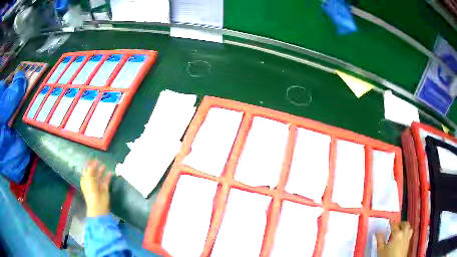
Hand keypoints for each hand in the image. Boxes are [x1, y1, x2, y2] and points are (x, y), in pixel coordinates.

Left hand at [80, 159, 112, 216]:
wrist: (98, 205)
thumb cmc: (91, 191)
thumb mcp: (88, 179)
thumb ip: (91, 170)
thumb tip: (93, 163)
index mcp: (85, 180)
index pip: (86, 170)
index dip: (88, 164)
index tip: (92, 158)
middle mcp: (91, 182)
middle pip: (93, 172)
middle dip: (95, 166)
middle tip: (99, 160)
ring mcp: (98, 185)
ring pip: (100, 176)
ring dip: (101, 170)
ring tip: (104, 165)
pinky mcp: (105, 188)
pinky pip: (106, 180)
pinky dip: (108, 176)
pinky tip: (110, 172)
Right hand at [377, 221, 412, 256]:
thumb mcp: (381, 249)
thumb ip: (380, 240)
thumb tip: (378, 232)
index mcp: (397, 234)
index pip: (394, 225)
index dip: (390, 225)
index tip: (387, 228)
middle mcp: (404, 233)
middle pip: (404, 224)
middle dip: (400, 224)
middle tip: (395, 227)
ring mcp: (407, 237)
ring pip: (408, 227)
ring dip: (405, 227)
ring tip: (400, 230)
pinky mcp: (408, 242)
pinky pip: (410, 233)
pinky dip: (407, 233)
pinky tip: (403, 237)